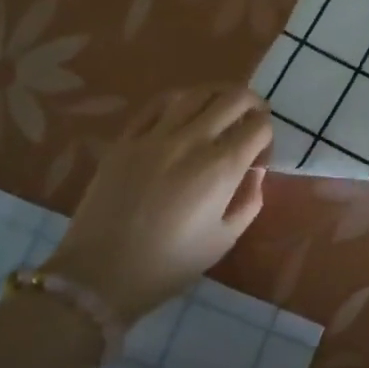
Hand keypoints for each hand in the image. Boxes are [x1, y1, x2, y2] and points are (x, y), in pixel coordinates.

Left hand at [45, 85, 271, 324]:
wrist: (100, 274)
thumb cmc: (170, 264)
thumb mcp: (224, 240)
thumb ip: (249, 201)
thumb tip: (255, 172)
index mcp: (221, 168)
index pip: (259, 127)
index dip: (267, 136)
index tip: (260, 155)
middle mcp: (192, 141)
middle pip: (234, 98)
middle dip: (253, 104)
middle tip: (253, 118)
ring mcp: (155, 136)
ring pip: (197, 92)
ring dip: (218, 95)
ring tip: (222, 107)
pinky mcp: (126, 139)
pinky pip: (158, 104)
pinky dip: (180, 100)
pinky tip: (184, 110)